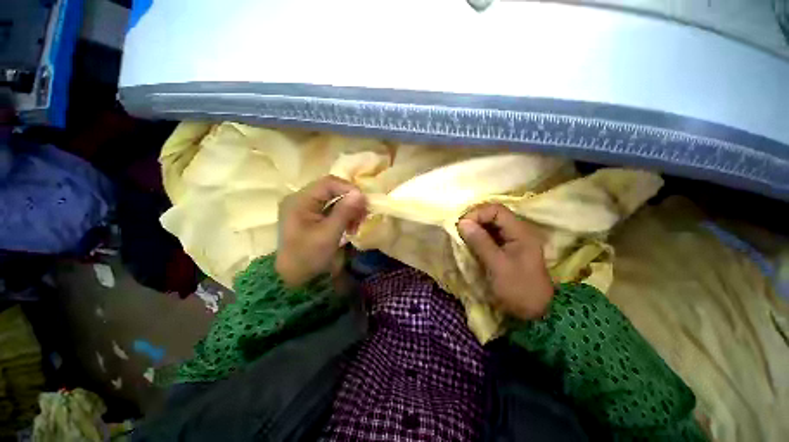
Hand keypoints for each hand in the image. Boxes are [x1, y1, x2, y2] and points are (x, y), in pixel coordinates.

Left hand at [276, 176, 366, 286]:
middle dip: (350, 201)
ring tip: (357, 223)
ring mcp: (306, 208)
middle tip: (364, 214)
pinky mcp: (312, 217)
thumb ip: (344, 212)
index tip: (364, 202)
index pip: (328, 183)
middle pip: (331, 190)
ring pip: (334, 199)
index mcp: (300, 200)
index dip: (349, 189)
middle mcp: (301, 199)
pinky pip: (332, 209)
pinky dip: (344, 216)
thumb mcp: (328, 234)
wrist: (293, 278)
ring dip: (349, 209)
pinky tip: (351, 227)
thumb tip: (361, 194)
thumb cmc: (308, 256)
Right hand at [458, 203, 553, 319]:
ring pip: (490, 225)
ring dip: (475, 229)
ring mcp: (513, 239)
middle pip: (493, 215)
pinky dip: (478, 237)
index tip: (462, 226)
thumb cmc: (517, 288)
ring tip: (463, 238)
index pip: (496, 210)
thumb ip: (479, 241)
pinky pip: (490, 236)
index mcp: (520, 231)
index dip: (477, 214)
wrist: (535, 312)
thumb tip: (462, 222)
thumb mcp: (497, 265)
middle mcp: (518, 231)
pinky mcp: (507, 248)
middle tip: (460, 232)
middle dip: (474, 220)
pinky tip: (470, 244)